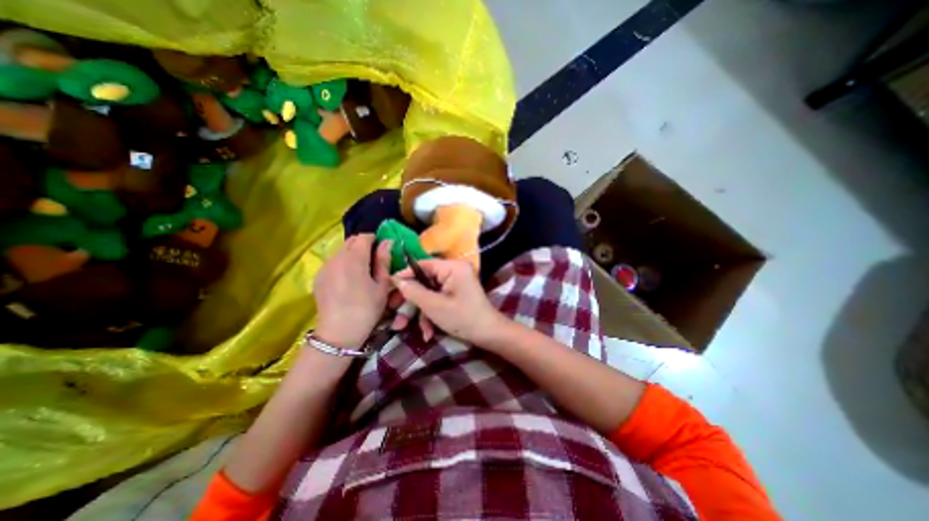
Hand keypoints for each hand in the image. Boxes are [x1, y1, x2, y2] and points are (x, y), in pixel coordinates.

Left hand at [314, 234, 388, 347]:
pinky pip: (332, 262)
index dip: (375, 239)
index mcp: (354, 258)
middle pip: (350, 241)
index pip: (364, 237)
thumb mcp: (382, 285)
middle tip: (374, 261)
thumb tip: (388, 242)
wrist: (338, 332)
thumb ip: (384, 261)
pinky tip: (347, 280)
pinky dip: (342, 263)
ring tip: (361, 271)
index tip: (382, 250)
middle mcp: (336, 258)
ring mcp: (325, 267)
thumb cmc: (366, 308)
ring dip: (352, 254)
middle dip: (363, 245)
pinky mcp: (318, 277)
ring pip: (340, 251)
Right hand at [391, 259, 506, 347]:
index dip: (405, 275)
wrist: (488, 334)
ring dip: (422, 312)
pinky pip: (439, 298)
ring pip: (430, 293)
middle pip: (425, 281)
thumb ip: (414, 291)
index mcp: (453, 267)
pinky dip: (432, 313)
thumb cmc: (463, 318)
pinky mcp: (457, 293)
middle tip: (396, 314)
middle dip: (412, 301)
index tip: (389, 285)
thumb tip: (397, 280)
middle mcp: (455, 270)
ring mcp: (456, 282)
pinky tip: (429, 332)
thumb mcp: (434, 306)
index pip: (423, 264)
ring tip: (414, 330)